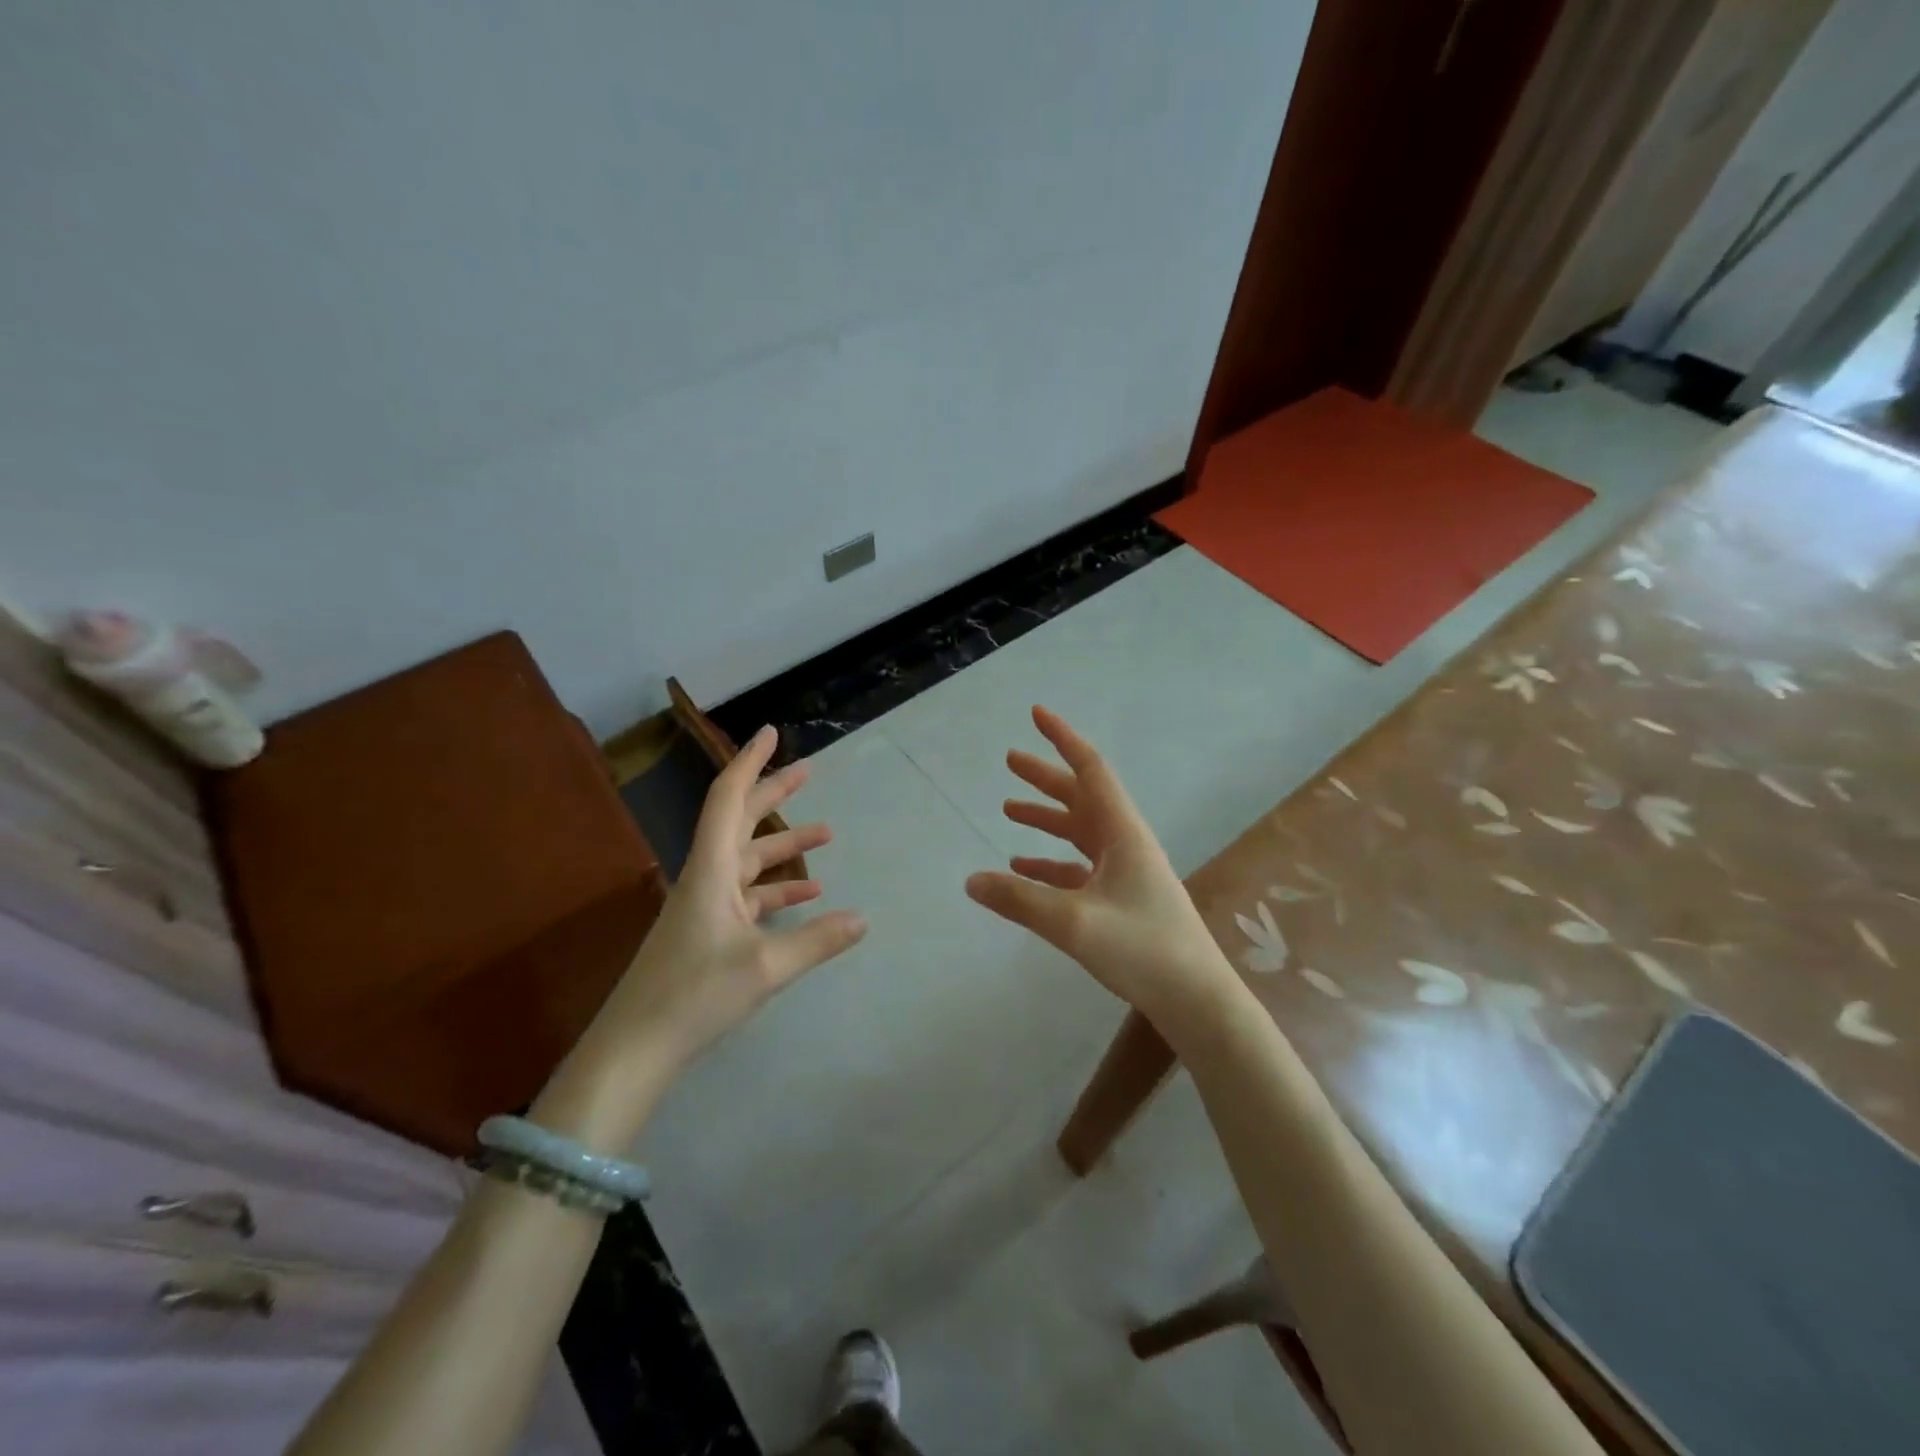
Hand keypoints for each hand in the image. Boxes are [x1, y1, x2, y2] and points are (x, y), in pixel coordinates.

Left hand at [538, 727, 866, 1146]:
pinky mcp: (708, 932)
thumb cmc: (695, 995)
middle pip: (741, 821)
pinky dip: (778, 889)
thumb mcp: (766, 967)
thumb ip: (818, 940)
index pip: (730, 799)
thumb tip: (864, 918)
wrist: (635, 1050)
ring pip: (749, 860)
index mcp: (712, 870)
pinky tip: (809, 895)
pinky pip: (749, 896)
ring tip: (827, 833)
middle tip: (808, 770)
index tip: (771, 734)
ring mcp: (706, 906)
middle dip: (774, 794)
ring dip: (784, 845)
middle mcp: (707, 878)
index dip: (751, 763)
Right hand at [964, 707, 1239, 1035]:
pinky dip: (1050, 862)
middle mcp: (1124, 842)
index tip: (1037, 713)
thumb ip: (1019, 900)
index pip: (1089, 769)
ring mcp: (1124, 871)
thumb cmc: (1143, 949)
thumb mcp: (1074, 922)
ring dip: (1046, 817)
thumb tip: (970, 880)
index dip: (1062, 739)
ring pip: (1079, 831)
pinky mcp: (1121, 898)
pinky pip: (1078, 868)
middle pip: (1081, 796)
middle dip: (1045, 777)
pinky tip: (1023, 869)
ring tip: (1008, 808)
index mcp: (1122, 832)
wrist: (1196, 998)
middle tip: (1010, 760)